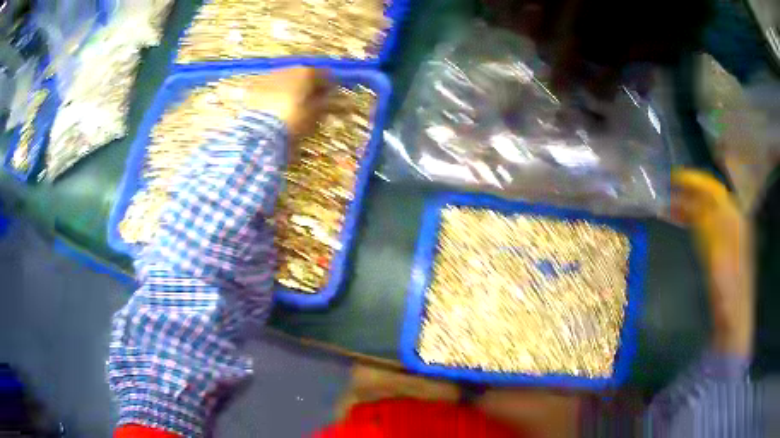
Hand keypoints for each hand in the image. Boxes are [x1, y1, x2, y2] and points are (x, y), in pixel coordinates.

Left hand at [243, 67, 330, 138]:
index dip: (329, 87)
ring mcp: (267, 76)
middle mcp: (287, 68)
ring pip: (283, 80)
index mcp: (306, 72)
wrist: (260, 132)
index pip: (325, 74)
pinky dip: (270, 95)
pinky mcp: (251, 87)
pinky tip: (270, 110)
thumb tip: (347, 103)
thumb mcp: (316, 114)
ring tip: (286, 108)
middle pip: (302, 74)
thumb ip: (332, 105)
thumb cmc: (295, 121)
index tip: (331, 99)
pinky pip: (265, 88)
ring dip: (287, 89)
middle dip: (306, 87)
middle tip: (308, 104)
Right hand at [671, 170, 753, 357]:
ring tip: (667, 206)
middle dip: (689, 192)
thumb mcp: (721, 255)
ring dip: (687, 206)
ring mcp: (726, 237)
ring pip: (705, 213)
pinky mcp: (720, 251)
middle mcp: (732, 222)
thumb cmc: (729, 290)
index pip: (714, 190)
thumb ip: (712, 225)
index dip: (696, 181)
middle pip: (709, 199)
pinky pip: (704, 227)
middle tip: (667, 190)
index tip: (675, 177)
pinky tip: (680, 222)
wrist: (733, 320)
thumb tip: (697, 199)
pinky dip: (691, 221)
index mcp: (735, 219)